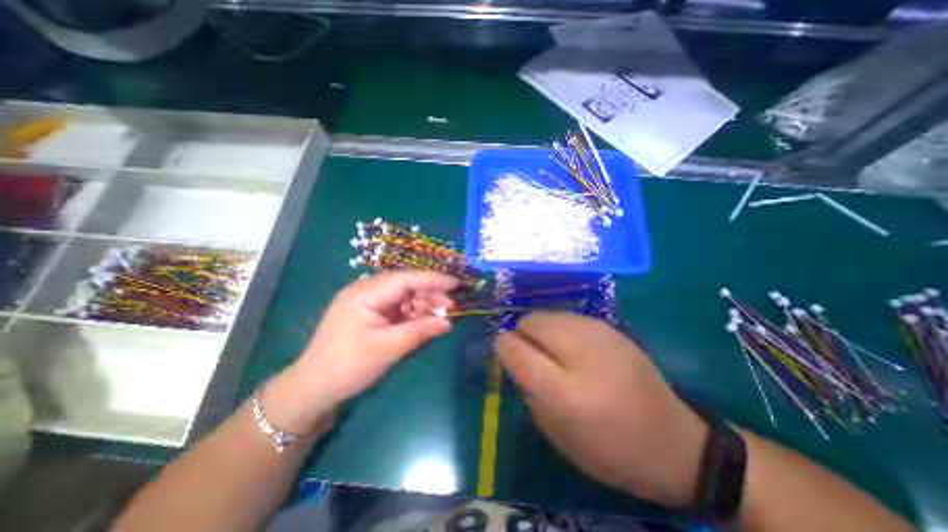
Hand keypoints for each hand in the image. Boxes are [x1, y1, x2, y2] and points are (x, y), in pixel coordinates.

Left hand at [262, 271, 453, 433]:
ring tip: (441, 317)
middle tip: (451, 307)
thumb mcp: (388, 348)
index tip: (456, 284)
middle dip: (429, 294)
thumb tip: (448, 322)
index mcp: (365, 293)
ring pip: (403, 297)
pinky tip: (425, 322)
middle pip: (406, 285)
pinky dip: (413, 315)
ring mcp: (368, 302)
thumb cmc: (348, 365)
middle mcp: (366, 291)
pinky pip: (397, 308)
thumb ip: (420, 331)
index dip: (432, 279)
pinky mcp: (371, 314)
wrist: (314, 388)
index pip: (405, 279)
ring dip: (422, 305)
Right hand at [498, 311, 706, 506]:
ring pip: (548, 314)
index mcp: (563, 390)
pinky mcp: (610, 327)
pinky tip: (572, 347)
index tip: (504, 353)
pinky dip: (558, 328)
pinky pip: (567, 317)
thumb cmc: (609, 448)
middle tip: (529, 354)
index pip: (515, 349)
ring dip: (540, 329)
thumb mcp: (557, 433)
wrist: (675, 442)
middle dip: (521, 334)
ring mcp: (598, 333)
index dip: (503, 347)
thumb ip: (528, 390)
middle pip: (531, 322)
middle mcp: (579, 350)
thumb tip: (515, 357)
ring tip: (551, 351)